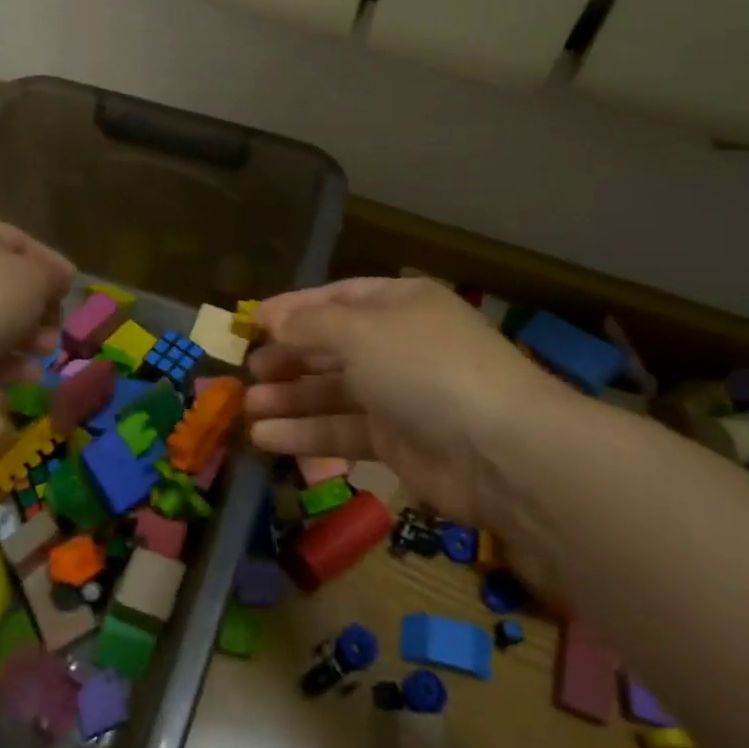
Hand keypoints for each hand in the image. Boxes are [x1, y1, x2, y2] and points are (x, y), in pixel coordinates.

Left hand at [0, 216, 75, 379]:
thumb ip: (53, 275)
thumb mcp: (35, 279)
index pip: (20, 242)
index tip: (70, 293)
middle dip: (37, 314)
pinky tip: (22, 377)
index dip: (51, 267)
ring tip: (42, 360)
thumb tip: (60, 276)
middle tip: (54, 335)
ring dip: (22, 340)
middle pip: (4, 284)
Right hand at [245, 278, 575, 525]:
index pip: (336, 298)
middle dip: (289, 358)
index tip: (251, 324)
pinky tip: (266, 438)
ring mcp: (399, 395)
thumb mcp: (360, 332)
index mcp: (398, 304)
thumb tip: (272, 320)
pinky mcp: (398, 442)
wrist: (501, 449)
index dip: (293, 309)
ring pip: (333, 392)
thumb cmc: (425, 368)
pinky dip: (306, 434)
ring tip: (247, 408)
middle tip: (249, 371)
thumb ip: (310, 325)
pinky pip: (342, 430)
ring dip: (290, 399)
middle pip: (332, 347)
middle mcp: (398, 345)